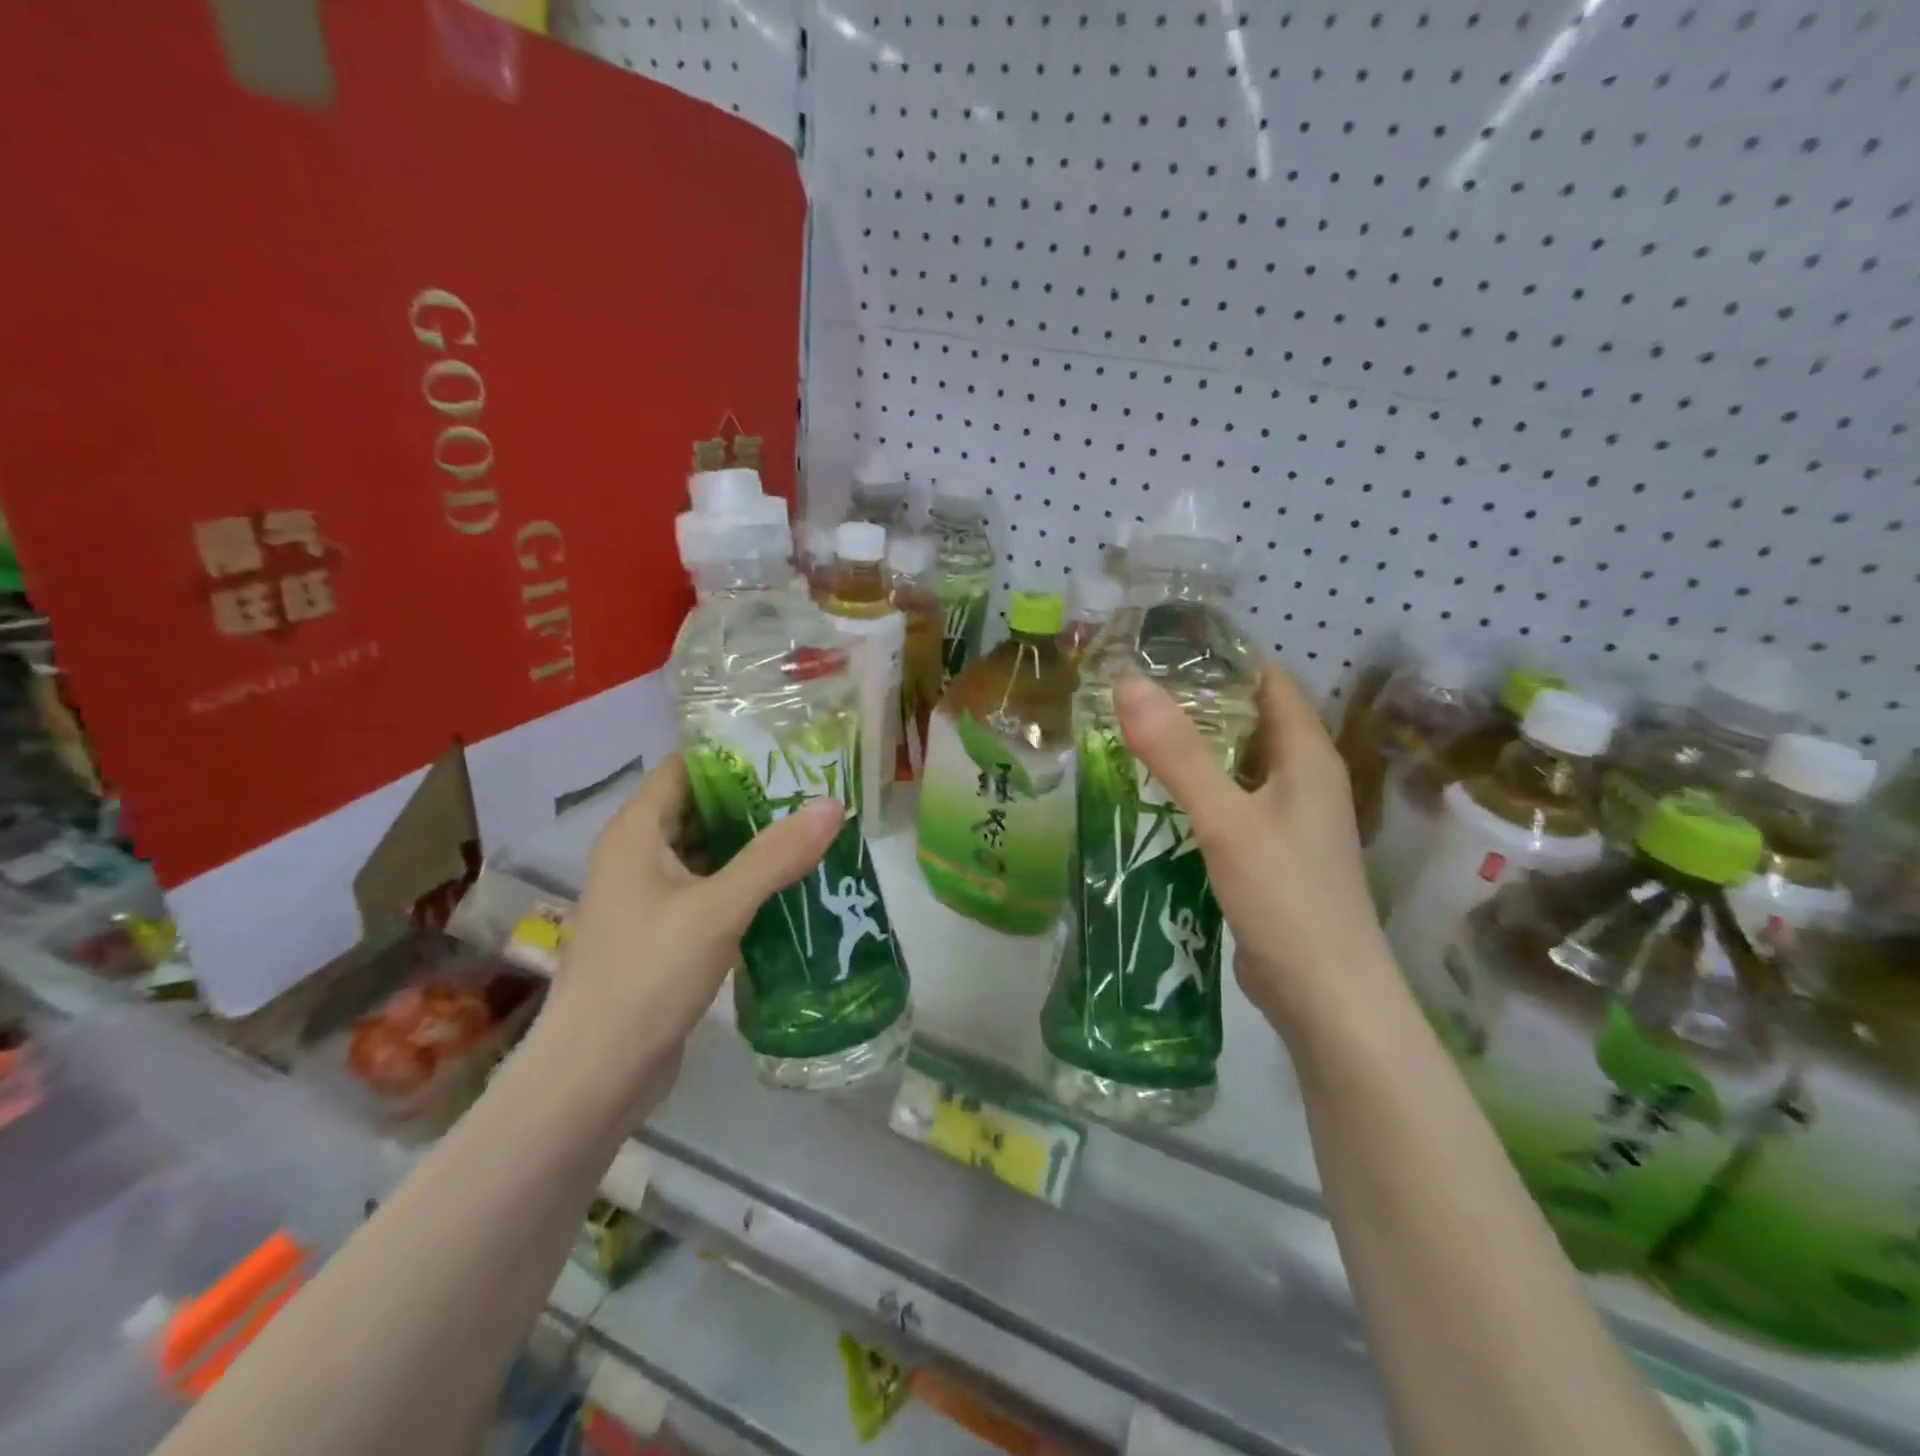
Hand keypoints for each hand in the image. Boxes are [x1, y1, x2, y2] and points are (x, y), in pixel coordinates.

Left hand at [541, 755, 843, 1086]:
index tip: (789, 758)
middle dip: (753, 803)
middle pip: (698, 809)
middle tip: (814, 798)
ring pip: (705, 854)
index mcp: (636, 833)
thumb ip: (776, 855)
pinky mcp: (660, 936)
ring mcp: (646, 899)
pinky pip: (706, 892)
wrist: (595, 1075)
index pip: (684, 769)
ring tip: (811, 838)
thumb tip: (833, 804)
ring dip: (751, 846)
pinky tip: (786, 890)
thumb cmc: (648, 975)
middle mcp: (636, 857)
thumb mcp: (719, 908)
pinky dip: (742, 884)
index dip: (733, 758)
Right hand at [1114, 667, 1391, 1031]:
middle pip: (1251, 721)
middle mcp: (1304, 780)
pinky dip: (1197, 791)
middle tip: (1133, 690)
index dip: (1224, 659)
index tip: (1164, 648)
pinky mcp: (1271, 855)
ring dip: (1195, 749)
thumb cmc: (1286, 898)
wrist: (1327, 999)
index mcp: (1308, 757)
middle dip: (1198, 702)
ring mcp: (1290, 821)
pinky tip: (1155, 797)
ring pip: (1238, 766)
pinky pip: (1231, 804)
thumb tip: (1128, 683)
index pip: (1270, 681)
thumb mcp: (1227, 820)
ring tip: (1133, 734)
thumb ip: (1178, 754)